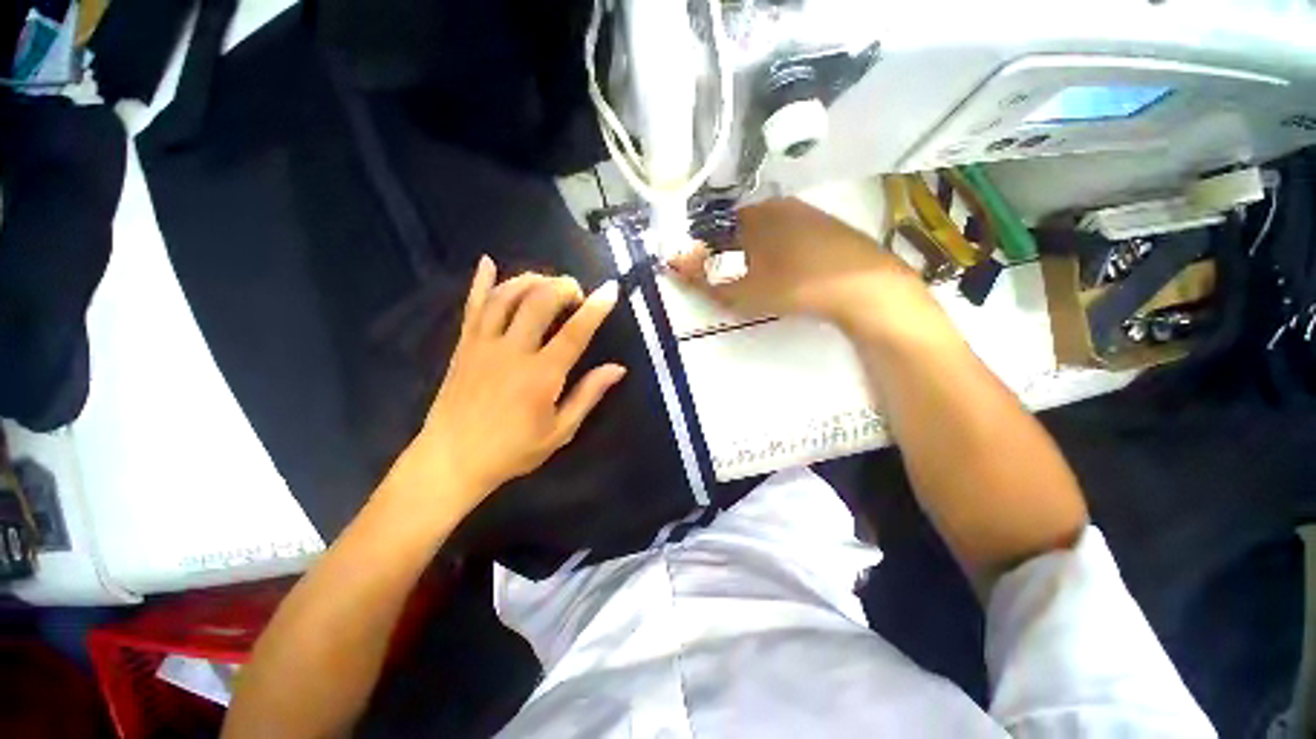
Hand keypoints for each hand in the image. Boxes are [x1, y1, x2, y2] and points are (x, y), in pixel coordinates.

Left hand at [390, 257, 625, 515]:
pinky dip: (481, 282)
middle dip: (563, 287)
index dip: (595, 309)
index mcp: (541, 376)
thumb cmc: (512, 450)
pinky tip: (488, 262)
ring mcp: (484, 344)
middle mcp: (512, 351)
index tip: (611, 290)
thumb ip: (588, 395)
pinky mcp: (463, 345)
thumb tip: (618, 369)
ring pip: (507, 297)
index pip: (574, 333)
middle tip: (576, 292)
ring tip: (547, 281)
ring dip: (531, 280)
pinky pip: (472, 306)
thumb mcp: (560, 431)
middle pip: (539, 302)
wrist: (451, 460)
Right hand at [670, 198, 932, 335]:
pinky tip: (782, 275)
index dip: (703, 247)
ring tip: (751, 282)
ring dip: (751, 256)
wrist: (866, 289)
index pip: (716, 223)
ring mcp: (808, 216)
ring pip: (765, 233)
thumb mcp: (743, 286)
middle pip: (740, 227)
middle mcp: (781, 206)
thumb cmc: (795, 283)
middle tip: (725, 282)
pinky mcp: (828, 232)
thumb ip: (705, 274)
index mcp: (758, 213)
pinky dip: (775, 257)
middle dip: (726, 254)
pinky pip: (788, 240)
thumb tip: (671, 260)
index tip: (700, 271)